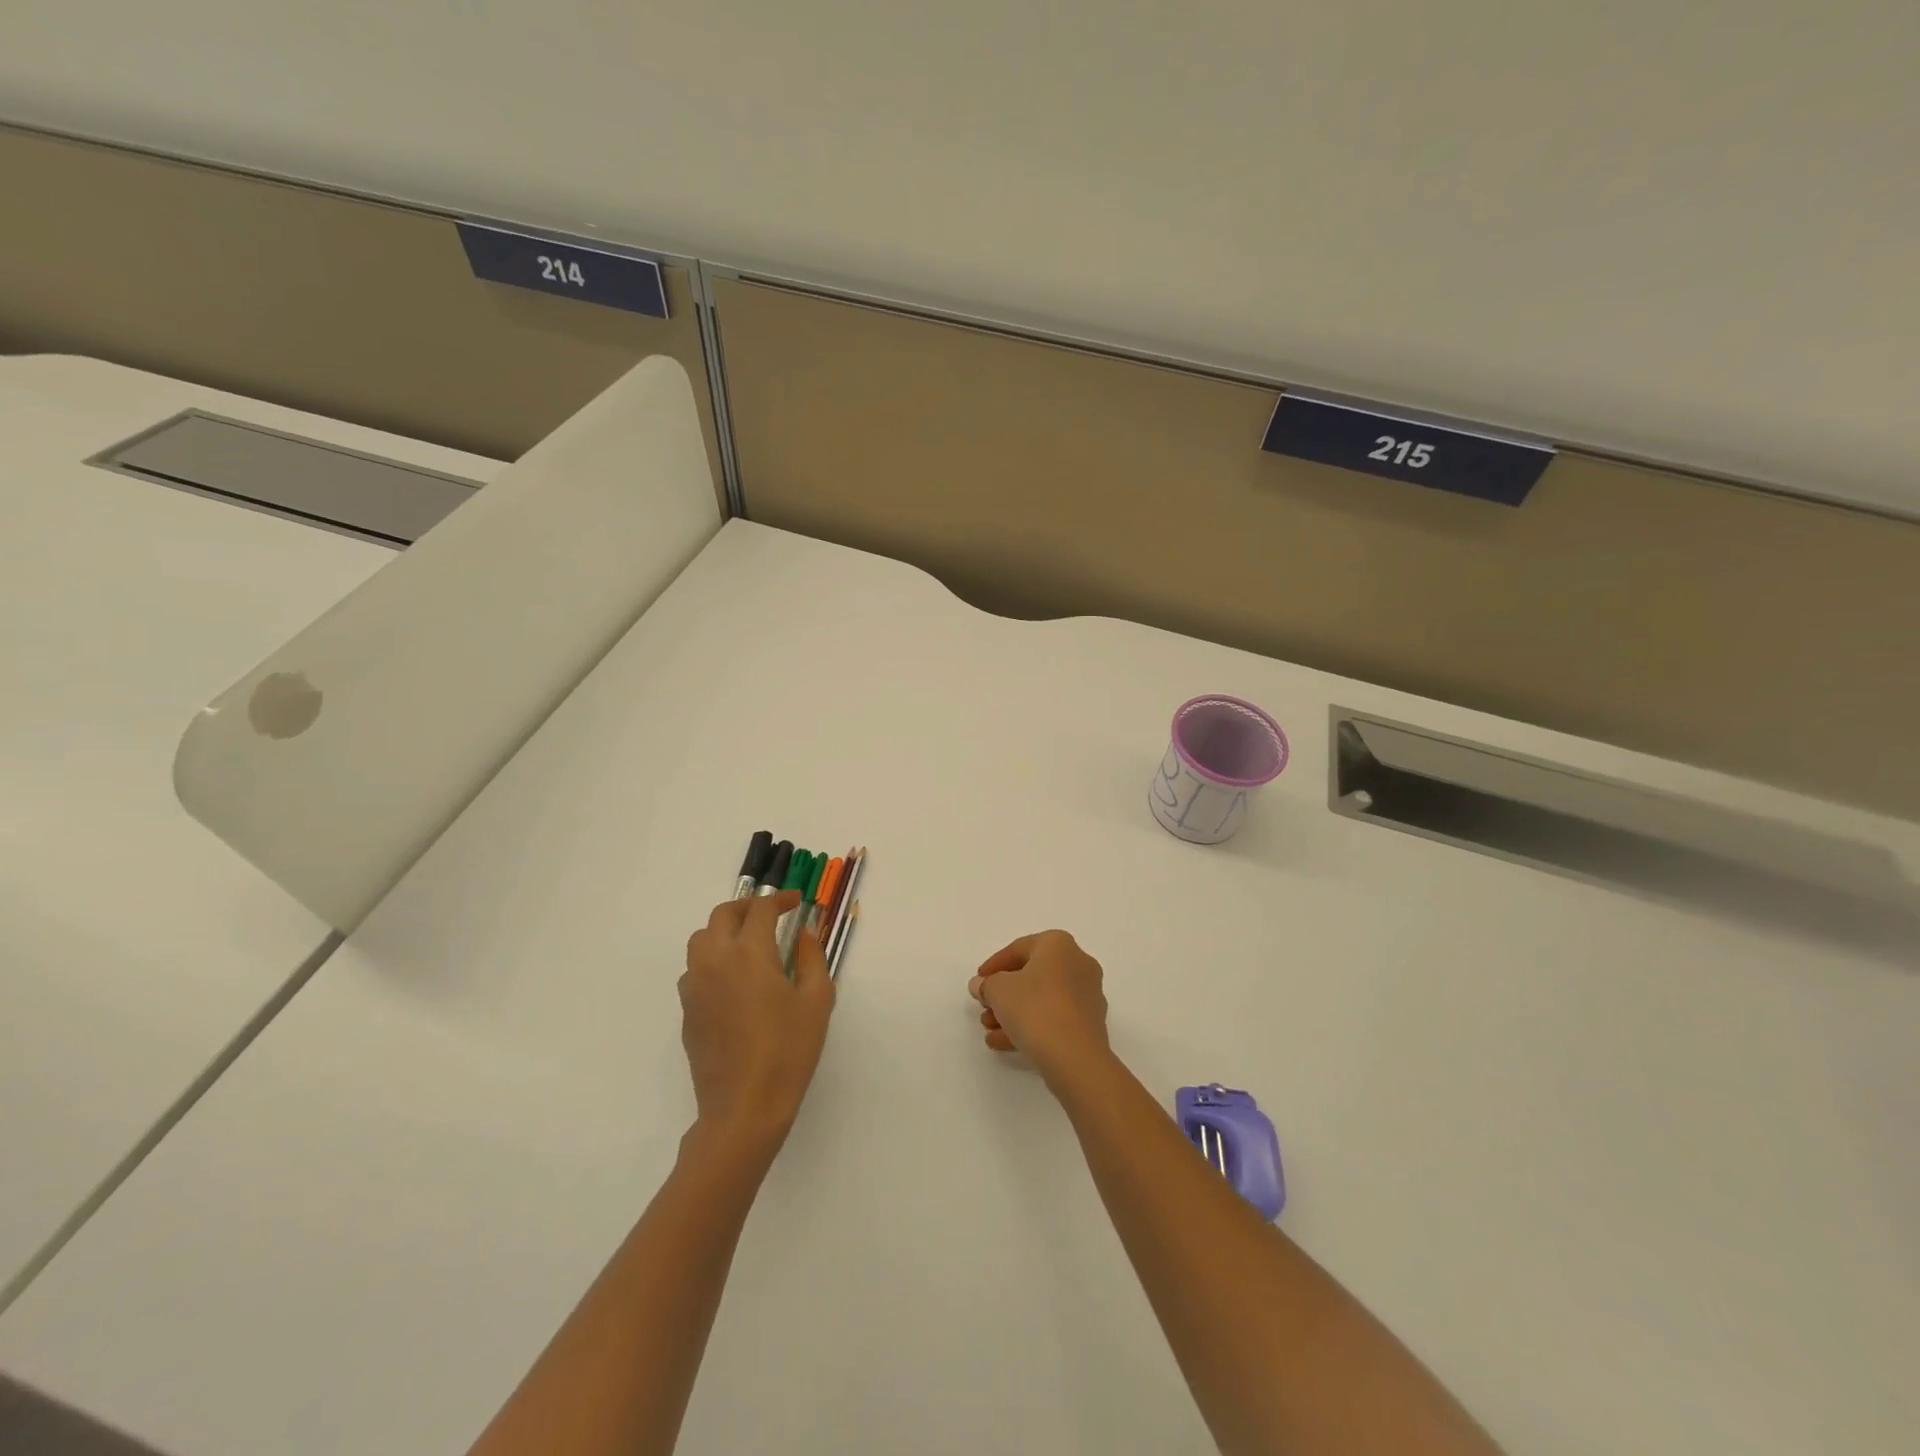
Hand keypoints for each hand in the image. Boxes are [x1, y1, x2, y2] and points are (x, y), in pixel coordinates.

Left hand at [680, 892, 834, 1141]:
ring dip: (725, 930)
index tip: (796, 902)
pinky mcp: (686, 1011)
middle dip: (748, 907)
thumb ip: (811, 957)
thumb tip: (803, 934)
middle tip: (771, 915)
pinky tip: (733, 980)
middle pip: (723, 914)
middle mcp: (715, 960)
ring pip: (701, 939)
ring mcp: (695, 986)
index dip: (779, 899)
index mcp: (749, 953)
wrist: (744, 1108)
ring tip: (749, 943)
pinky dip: (713, 959)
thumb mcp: (817, 1000)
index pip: (760, 909)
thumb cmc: (788, 1051)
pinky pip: (694, 969)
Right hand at [968, 930, 1110, 1083]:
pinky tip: (1004, 1042)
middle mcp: (1078, 963)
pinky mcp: (1090, 1023)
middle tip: (985, 1007)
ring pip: (1042, 999)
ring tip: (990, 1030)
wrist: (1075, 1058)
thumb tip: (981, 985)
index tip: (978, 982)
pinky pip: (1054, 1017)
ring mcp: (1087, 994)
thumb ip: (986, 984)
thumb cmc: (1035, 1009)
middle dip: (1003, 993)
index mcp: (1058, 944)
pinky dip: (1031, 1025)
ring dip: (1013, 1012)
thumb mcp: (998, 991)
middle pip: (1032, 975)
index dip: (993, 966)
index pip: (1018, 948)